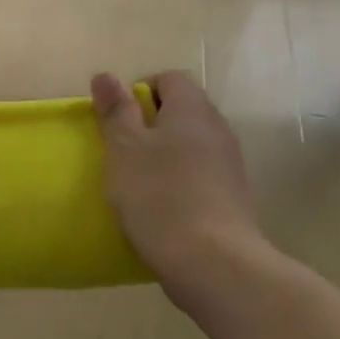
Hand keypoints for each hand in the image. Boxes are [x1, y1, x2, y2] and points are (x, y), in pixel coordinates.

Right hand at [90, 70, 268, 306]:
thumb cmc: (160, 195)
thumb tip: (106, 75)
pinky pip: (200, 175)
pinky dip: (179, 182)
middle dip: (149, 125)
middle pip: (181, 111)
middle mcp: (217, 128)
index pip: (169, 78)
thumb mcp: (125, 148)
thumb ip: (116, 110)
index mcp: (192, 109)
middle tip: (121, 151)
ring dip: (164, 156)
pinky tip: (160, 208)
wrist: (214, 262)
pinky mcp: (233, 197)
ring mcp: (229, 164)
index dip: (139, 91)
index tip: (118, 120)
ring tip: (137, 183)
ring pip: (190, 145)